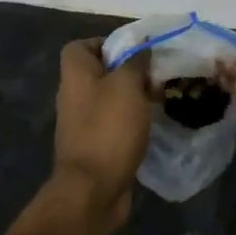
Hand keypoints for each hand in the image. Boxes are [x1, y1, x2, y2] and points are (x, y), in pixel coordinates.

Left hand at [52, 38, 152, 228]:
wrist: (92, 191)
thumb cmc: (108, 128)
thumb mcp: (127, 85)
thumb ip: (136, 62)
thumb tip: (142, 48)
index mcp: (75, 75)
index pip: (80, 46)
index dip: (105, 42)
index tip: (133, 50)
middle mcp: (75, 96)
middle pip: (100, 72)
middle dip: (128, 71)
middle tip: (156, 74)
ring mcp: (83, 124)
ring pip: (111, 99)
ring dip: (134, 98)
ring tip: (161, 98)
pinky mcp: (95, 147)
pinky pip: (115, 124)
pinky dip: (132, 123)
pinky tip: (154, 125)